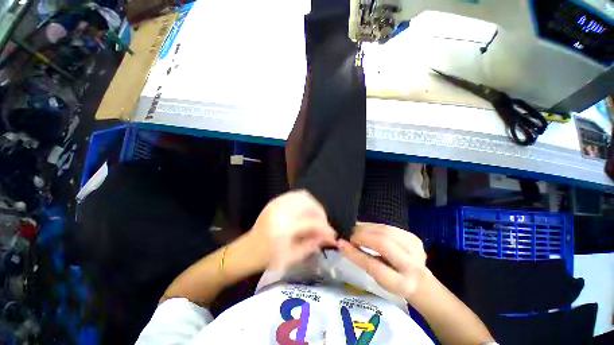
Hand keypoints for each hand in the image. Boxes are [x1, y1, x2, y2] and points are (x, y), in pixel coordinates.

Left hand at [247, 190, 336, 270]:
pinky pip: (295, 195)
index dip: (325, 228)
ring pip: (303, 196)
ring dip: (314, 206)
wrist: (247, 250)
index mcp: (284, 229)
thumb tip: (329, 236)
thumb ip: (313, 244)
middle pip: (309, 204)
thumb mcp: (292, 257)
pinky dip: (305, 201)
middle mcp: (281, 211)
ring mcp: (277, 203)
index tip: (332, 235)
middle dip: (321, 214)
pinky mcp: (275, 201)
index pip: (312, 222)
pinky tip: (306, 211)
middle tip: (323, 224)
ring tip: (316, 217)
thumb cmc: (268, 258)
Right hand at [338, 222, 427, 298]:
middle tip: (349, 234)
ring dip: (366, 228)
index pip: (374, 266)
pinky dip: (373, 226)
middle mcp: (412, 265)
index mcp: (401, 283)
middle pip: (382, 242)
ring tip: (355, 230)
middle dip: (361, 235)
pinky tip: (365, 228)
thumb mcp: (377, 279)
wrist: (418, 279)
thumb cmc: (393, 281)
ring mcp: (416, 248)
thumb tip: (342, 243)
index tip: (340, 243)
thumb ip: (362, 260)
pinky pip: (387, 226)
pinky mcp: (413, 237)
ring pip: (385, 231)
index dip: (355, 253)